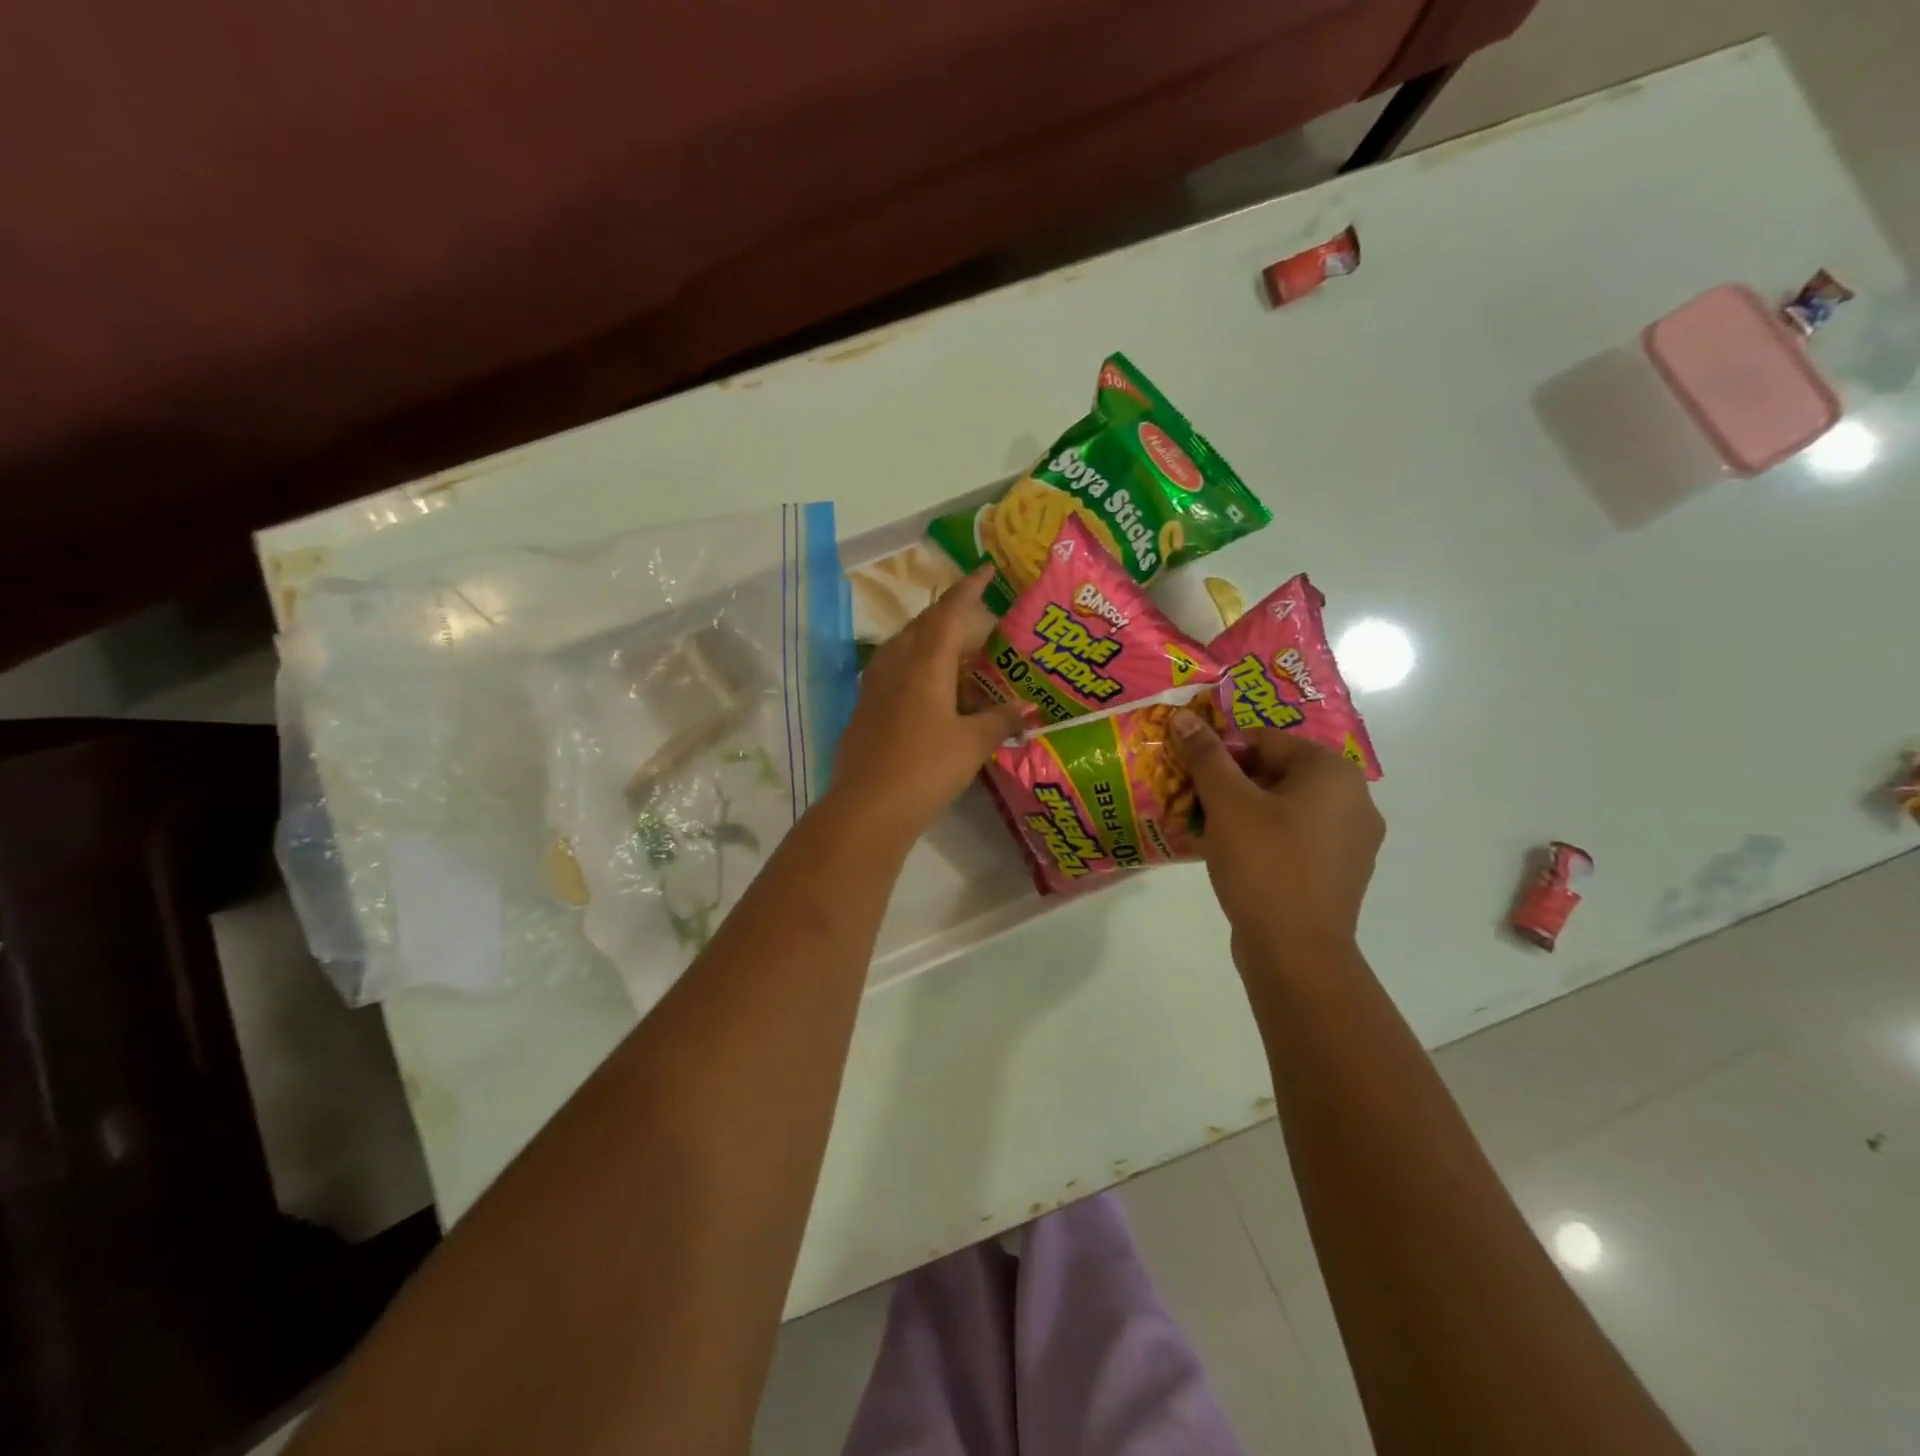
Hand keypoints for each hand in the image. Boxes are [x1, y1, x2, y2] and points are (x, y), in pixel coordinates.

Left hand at [827, 565, 1028, 844]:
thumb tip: (1027, 708)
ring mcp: (874, 688)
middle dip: (948, 613)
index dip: (969, 589)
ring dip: (926, 638)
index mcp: (925, 663)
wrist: (867, 807)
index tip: (985, 570)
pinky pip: (890, 671)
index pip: (949, 613)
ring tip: (949, 647)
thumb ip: (1000, 721)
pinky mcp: (863, 711)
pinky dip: (911, 666)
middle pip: (921, 625)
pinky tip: (922, 686)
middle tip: (974, 615)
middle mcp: (896, 666)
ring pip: (901, 647)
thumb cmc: (926, 768)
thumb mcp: (972, 745)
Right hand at [1169, 710, 1383, 970]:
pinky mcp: (1340, 873)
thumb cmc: (1264, 865)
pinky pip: (1296, 838)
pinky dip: (1265, 838)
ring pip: (1285, 807)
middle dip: (1231, 782)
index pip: (1265, 741)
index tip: (1189, 773)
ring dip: (1244, 811)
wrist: (1296, 952)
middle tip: (1193, 800)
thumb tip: (1184, 717)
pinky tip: (1235, 856)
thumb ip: (1206, 756)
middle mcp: (1354, 799)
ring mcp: (1352, 840)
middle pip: (1277, 772)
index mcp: (1333, 773)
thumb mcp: (1227, 803)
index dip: (1221, 752)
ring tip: (1207, 828)